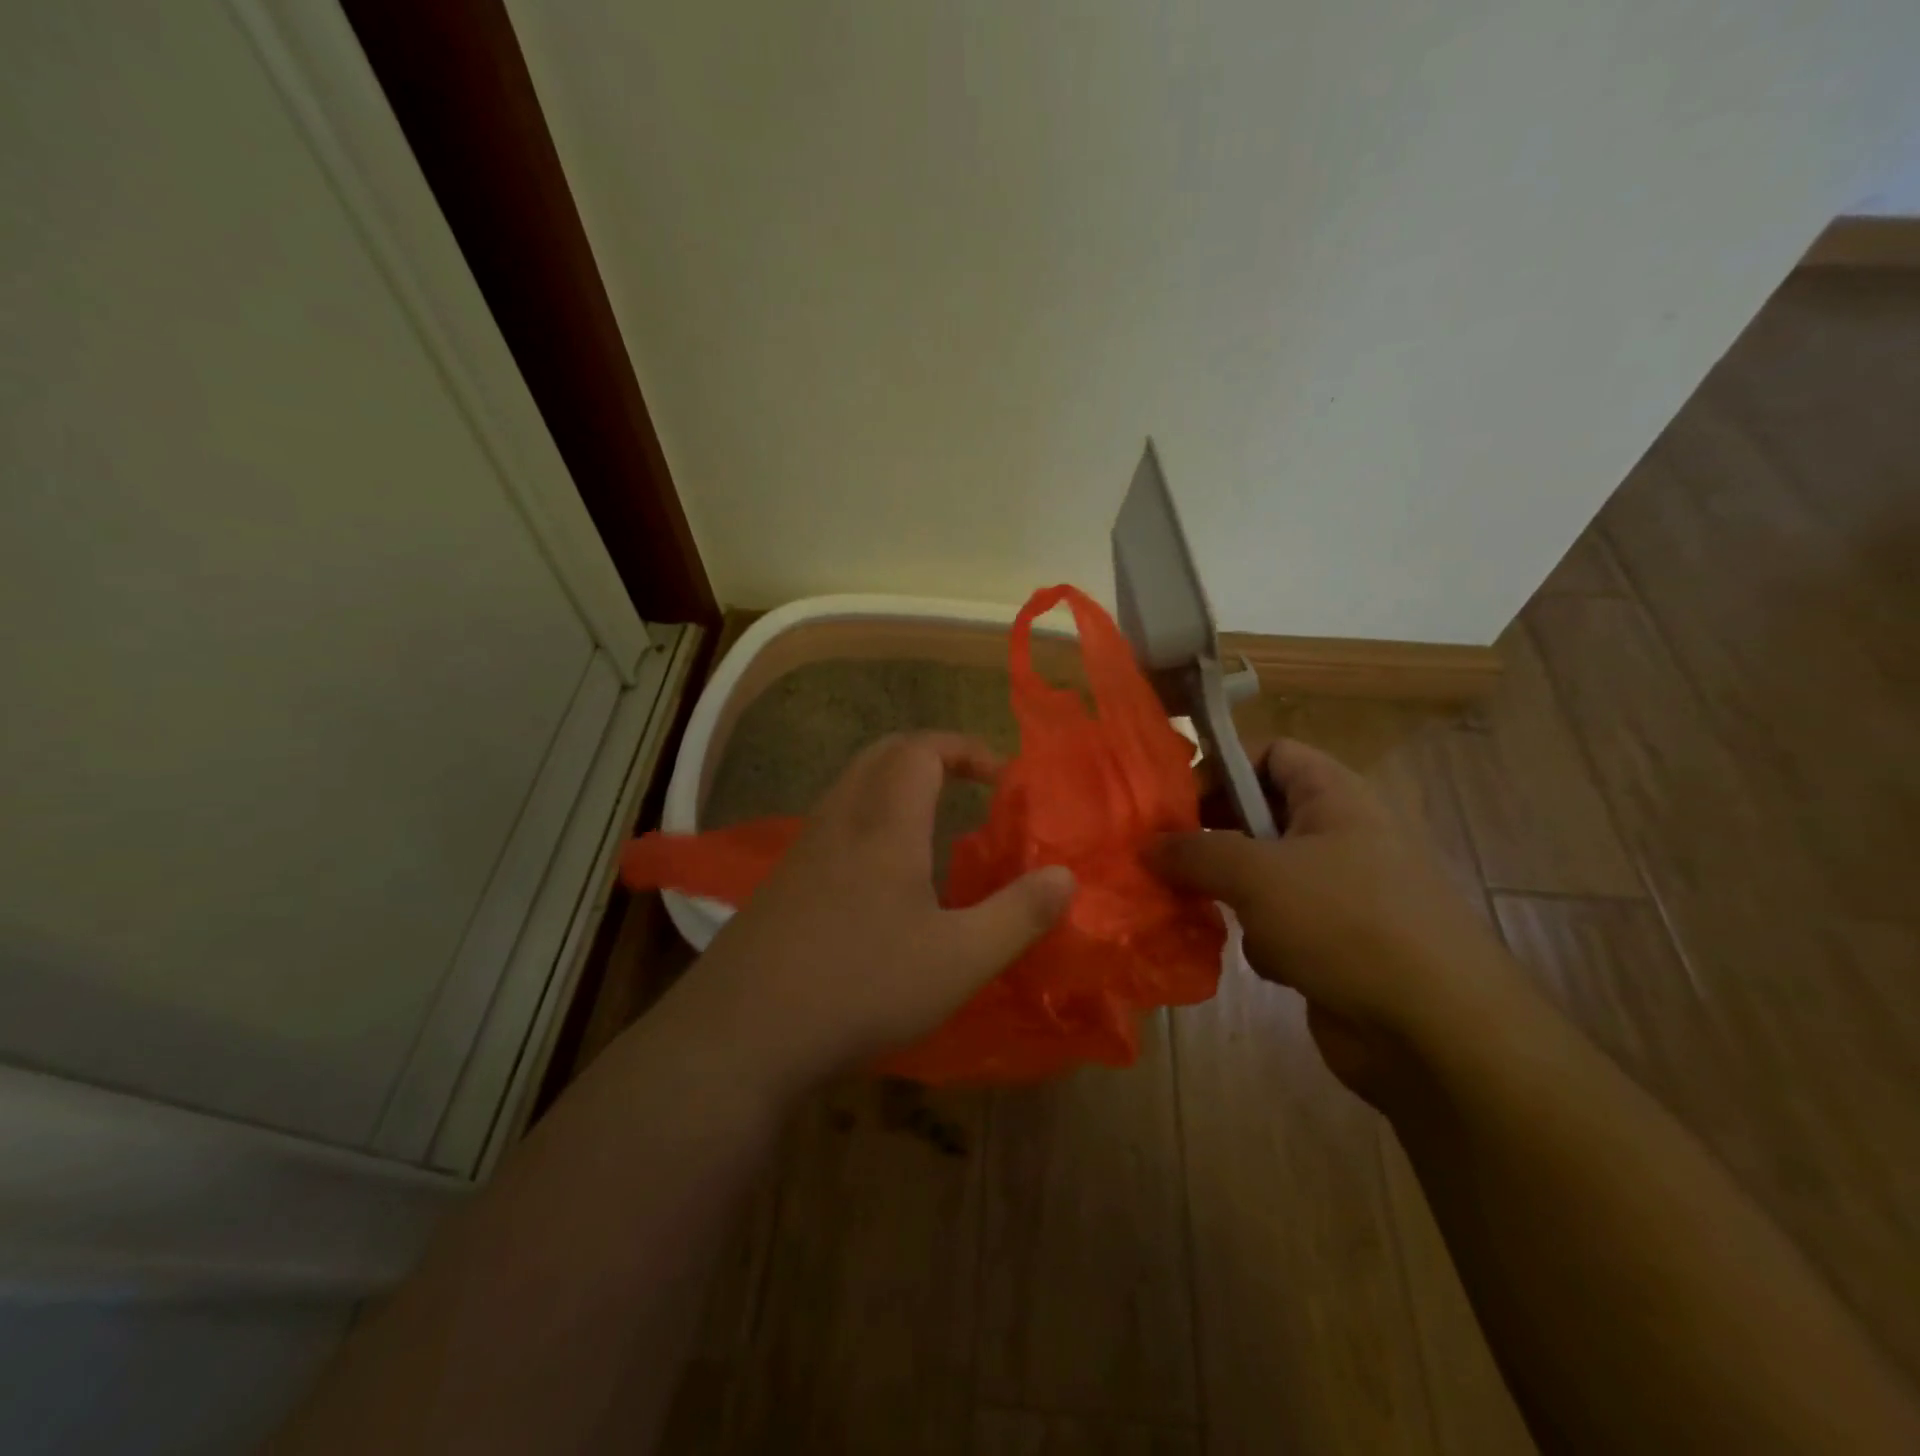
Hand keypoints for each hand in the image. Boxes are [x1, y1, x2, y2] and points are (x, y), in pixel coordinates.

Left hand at [662, 732, 1075, 1094]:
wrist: (742, 1035)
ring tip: (932, 828)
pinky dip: (869, 820)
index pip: (921, 749)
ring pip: (853, 787)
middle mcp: (840, 820)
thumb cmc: (861, 986)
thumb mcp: (959, 960)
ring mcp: (803, 849)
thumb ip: (1018, 915)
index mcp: (884, 823)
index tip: (1000, 777)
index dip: (964, 748)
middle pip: (882, 755)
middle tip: (968, 786)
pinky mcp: (781, 882)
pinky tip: (882, 879)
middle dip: (931, 756)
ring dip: (896, 787)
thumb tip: (1066, 876)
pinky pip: (834, 824)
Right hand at [1153, 738, 1524, 1098]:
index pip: (1271, 753)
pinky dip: (1264, 938)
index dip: (1222, 768)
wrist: (1436, 1031)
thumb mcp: (1256, 874)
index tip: (1177, 803)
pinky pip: (1278, 923)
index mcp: (1335, 797)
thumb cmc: (1345, 922)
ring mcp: (1342, 892)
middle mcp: (1341, 836)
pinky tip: (1270, 962)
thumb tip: (1146, 846)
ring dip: (1233, 895)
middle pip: (1259, 816)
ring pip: (1262, 875)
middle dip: (1214, 838)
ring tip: (1212, 914)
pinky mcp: (1337, 943)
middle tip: (1169, 859)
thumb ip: (1193, 852)